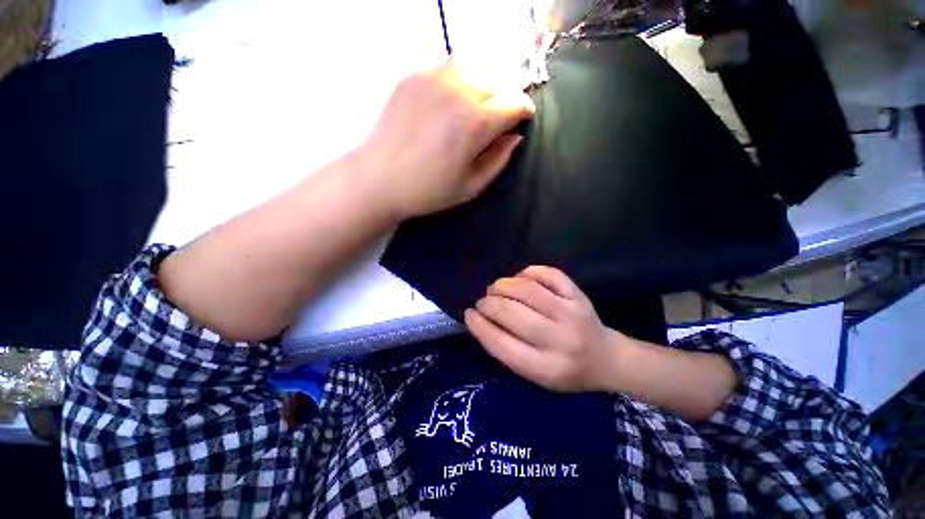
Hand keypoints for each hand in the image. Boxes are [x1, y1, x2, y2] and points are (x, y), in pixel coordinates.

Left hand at [356, 59, 534, 219]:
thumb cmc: (427, 190)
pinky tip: (454, 95)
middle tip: (504, 111)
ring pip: (475, 65)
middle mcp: (458, 91)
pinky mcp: (413, 74)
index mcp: (475, 123)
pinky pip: (447, 64)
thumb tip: (514, 137)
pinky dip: (459, 76)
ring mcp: (433, 77)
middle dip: (509, 94)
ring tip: (481, 101)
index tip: (523, 118)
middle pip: (499, 79)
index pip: (515, 102)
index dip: (524, 110)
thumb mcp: (470, 187)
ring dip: (485, 82)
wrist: (378, 179)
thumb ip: (498, 160)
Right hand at [464, 266, 625, 392]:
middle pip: (511, 312)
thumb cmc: (564, 371)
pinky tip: (520, 279)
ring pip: (526, 289)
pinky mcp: (578, 295)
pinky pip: (547, 274)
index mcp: (545, 368)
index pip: (501, 344)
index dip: (479, 326)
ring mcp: (571, 313)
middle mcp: (559, 340)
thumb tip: (480, 320)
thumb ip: (506, 350)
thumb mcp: (534, 375)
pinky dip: (527, 272)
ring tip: (496, 289)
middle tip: (483, 302)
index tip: (469, 314)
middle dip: (488, 303)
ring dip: (502, 285)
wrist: (605, 359)